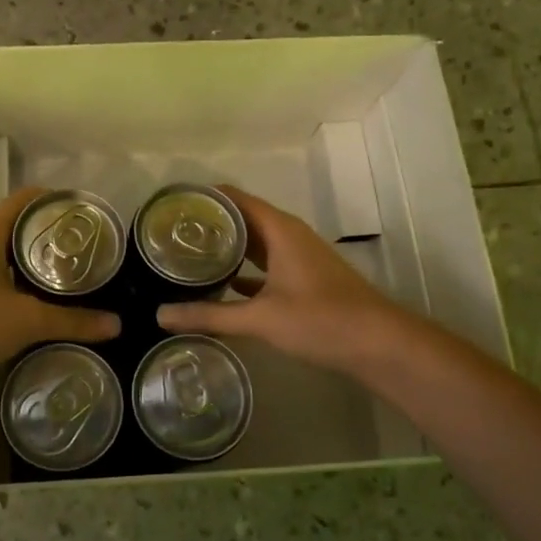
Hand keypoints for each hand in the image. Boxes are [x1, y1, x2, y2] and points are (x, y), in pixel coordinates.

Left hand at [0, 187, 119, 387]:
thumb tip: (116, 324)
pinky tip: (33, 309)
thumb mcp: (26, 321)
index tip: (85, 212)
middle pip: (15, 227)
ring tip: (66, 279)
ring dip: (30, 264)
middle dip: (48, 236)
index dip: (55, 199)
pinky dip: (13, 288)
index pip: (26, 199)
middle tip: (84, 250)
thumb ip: (72, 321)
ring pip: (1, 257)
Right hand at [156, 185, 415, 374]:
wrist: (379, 344)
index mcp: (279, 229)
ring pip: (254, 242)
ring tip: (187, 254)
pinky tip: (220, 285)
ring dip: (226, 246)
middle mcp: (288, 235)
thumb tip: (160, 314)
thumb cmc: (320, 320)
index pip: (234, 198)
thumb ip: (210, 316)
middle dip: (209, 223)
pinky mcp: (303, 278)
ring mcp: (298, 256)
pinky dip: (243, 269)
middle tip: (169, 233)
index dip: (203, 197)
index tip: (170, 205)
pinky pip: (265, 263)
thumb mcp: (260, 318)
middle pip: (242, 217)